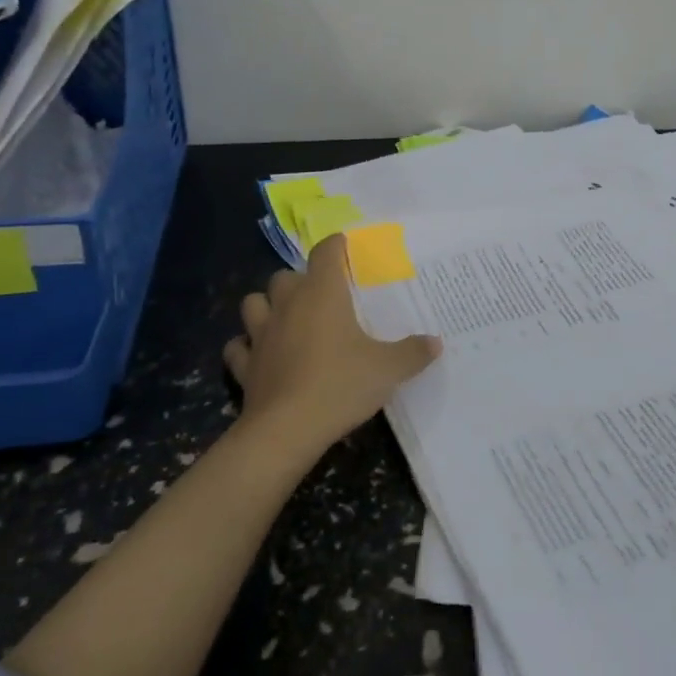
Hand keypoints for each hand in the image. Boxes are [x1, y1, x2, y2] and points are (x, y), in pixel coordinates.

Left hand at [223, 235, 440, 457]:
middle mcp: (288, 305)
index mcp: (322, 294)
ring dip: (267, 306)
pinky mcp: (244, 365)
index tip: (345, 247)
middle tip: (321, 296)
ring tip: (285, 318)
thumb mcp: (388, 369)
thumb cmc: (340, 385)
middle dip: (300, 279)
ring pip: (253, 303)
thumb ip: (413, 352)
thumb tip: (436, 342)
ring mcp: (261, 334)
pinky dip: (247, 347)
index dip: (335, 245)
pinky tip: (260, 355)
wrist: (286, 430)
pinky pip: (238, 347)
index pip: (325, 252)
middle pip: (285, 275)